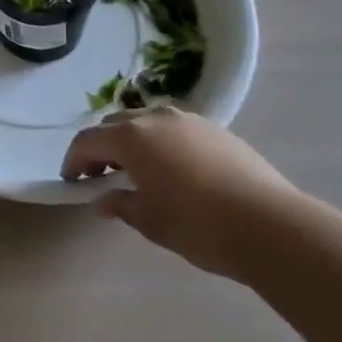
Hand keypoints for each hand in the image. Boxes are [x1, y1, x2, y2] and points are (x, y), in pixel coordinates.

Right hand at [61, 107, 295, 279]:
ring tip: (137, 171)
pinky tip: (174, 171)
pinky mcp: (216, 130)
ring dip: (132, 141)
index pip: (88, 140)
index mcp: (132, 137)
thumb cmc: (198, 224)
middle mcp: (156, 117)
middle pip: (115, 124)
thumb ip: (121, 205)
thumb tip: (103, 200)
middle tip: (99, 176)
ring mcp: (189, 120)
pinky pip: (175, 129)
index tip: (71, 181)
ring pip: (147, 122)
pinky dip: (161, 143)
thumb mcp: (150, 221)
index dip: (74, 160)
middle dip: (102, 147)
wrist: (270, 224)